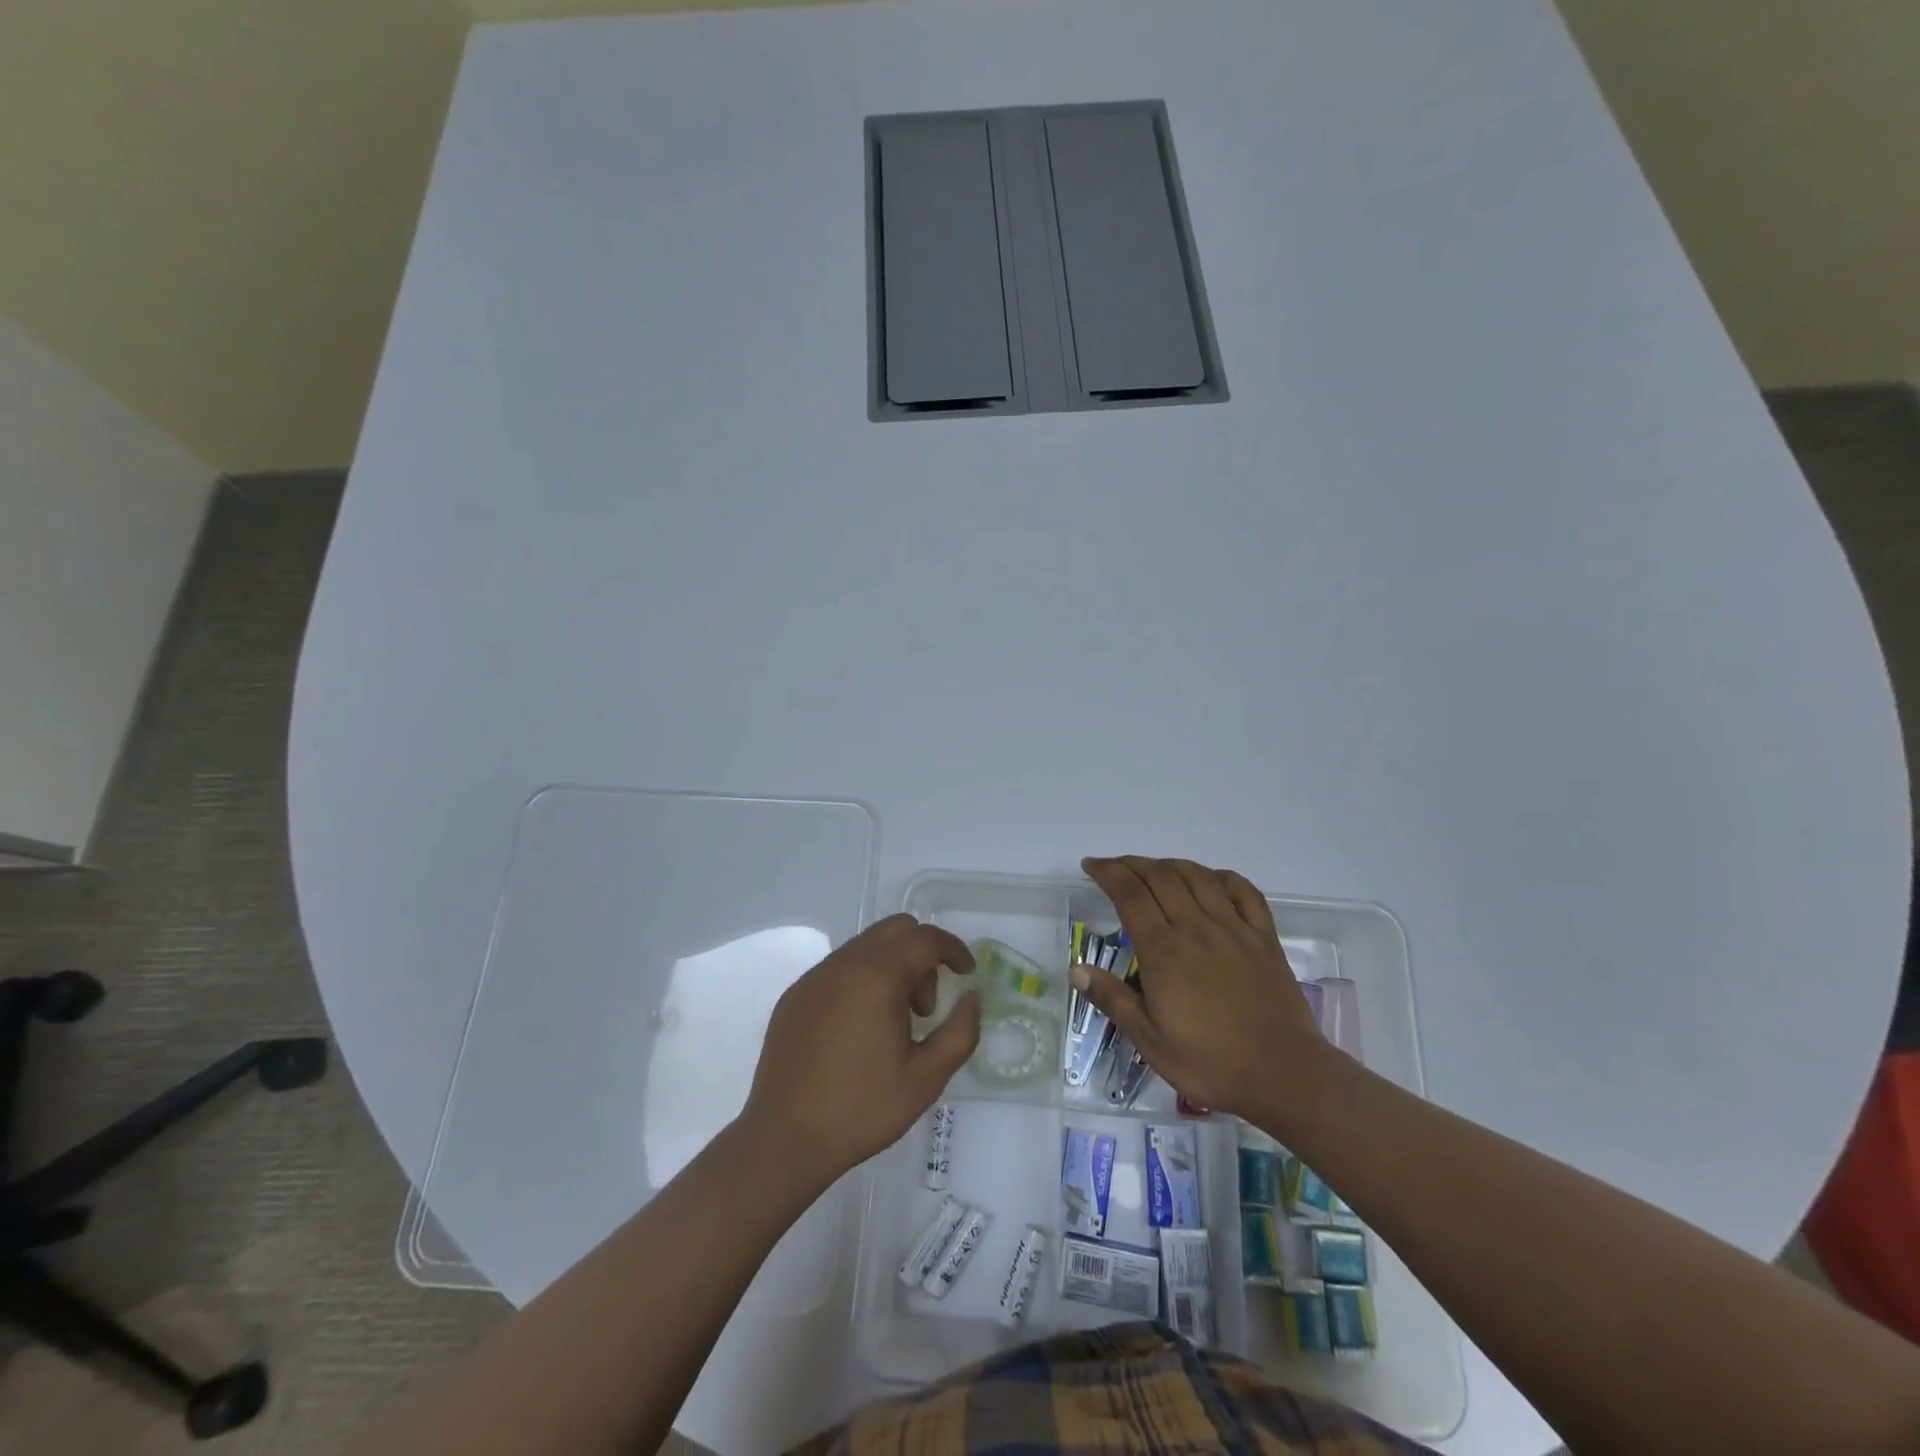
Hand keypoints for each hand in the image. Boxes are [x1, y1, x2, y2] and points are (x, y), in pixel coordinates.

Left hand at [742, 915, 979, 1183]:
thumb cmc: (862, 1108)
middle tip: (925, 1007)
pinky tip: (859, 1029)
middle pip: (895, 930)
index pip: (925, 938)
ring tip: (893, 1023)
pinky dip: (863, 979)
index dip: (954, 950)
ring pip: (866, 946)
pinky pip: (840, 967)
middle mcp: (844, 964)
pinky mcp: (795, 995)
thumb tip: (971, 998)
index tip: (967, 974)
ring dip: (892, 967)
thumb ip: (960, 1032)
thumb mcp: (927, 1078)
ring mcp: (815, 977)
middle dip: (922, 955)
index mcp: (878, 976)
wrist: (784, 1139)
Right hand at [1073, 856, 1327, 1117]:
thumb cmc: (1210, 1062)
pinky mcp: (1264, 938)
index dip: (1108, 873)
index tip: (1091, 866)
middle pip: (1161, 877)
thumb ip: (1113, 1000)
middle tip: (1114, 867)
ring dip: (1170, 864)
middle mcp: (1197, 928)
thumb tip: (1077, 968)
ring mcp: (1234, 929)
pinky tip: (1210, 880)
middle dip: (1132, 864)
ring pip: (1198, 877)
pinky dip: (1221, 877)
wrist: (1283, 1075)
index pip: (1130, 894)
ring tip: (1154, 869)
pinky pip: (1244, 892)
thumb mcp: (1149, 1040)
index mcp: (1164, 951)